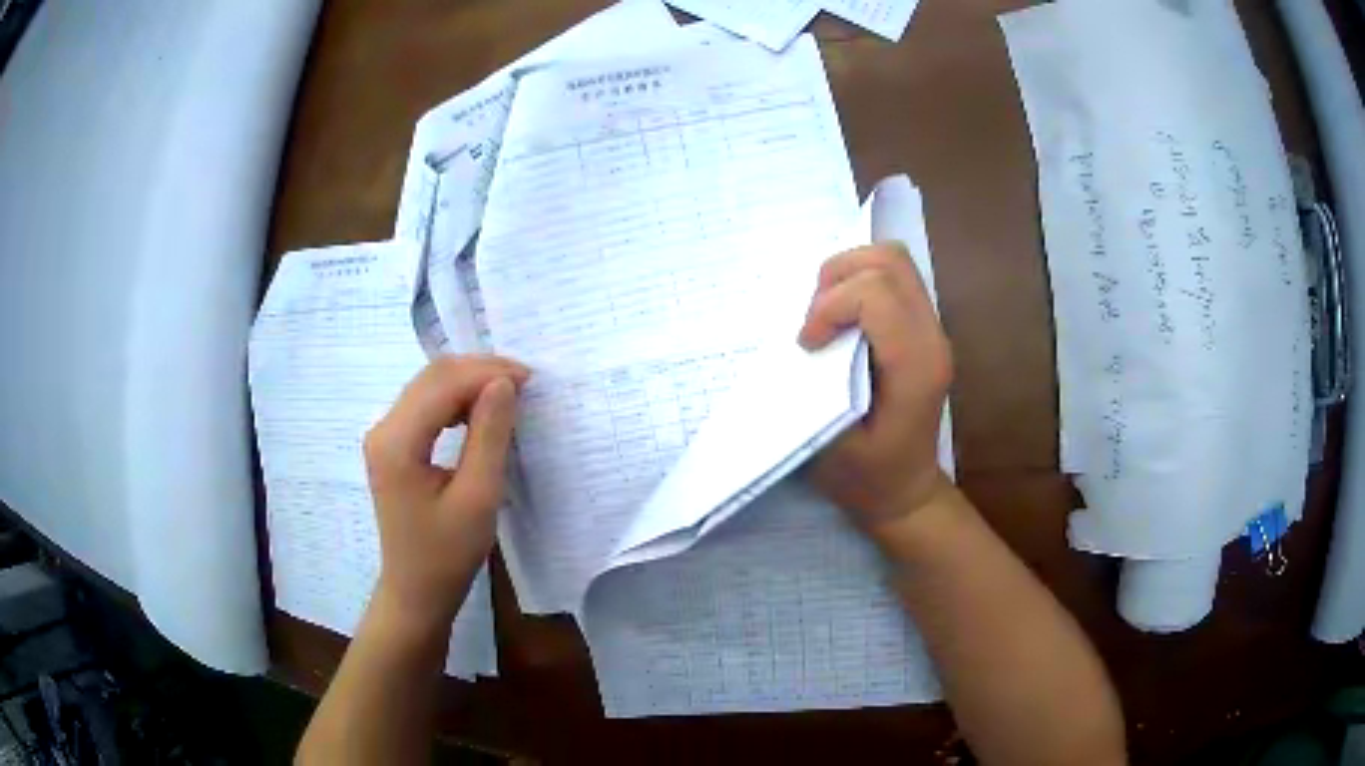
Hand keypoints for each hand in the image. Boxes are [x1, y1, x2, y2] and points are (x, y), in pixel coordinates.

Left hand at [362, 355, 529, 629]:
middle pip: (432, 377)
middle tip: (525, 383)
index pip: (443, 384)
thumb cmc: (448, 554)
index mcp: (397, 442)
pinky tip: (479, 413)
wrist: (416, 590)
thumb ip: (489, 436)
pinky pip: (425, 404)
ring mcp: (384, 435)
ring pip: (428, 386)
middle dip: (480, 371)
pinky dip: (455, 400)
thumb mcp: (478, 498)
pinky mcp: (392, 444)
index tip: (531, 380)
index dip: (487, 373)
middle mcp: (383, 428)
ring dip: (468, 382)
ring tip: (508, 395)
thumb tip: (504, 383)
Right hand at [799, 243, 952, 527]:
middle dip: (838, 278)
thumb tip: (798, 341)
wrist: (905, 491)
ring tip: (827, 317)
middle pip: (889, 260)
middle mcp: (932, 338)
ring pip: (893, 261)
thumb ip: (817, 387)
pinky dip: (858, 285)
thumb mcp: (830, 443)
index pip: (876, 293)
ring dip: (848, 276)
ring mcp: (932, 329)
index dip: (830, 307)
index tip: (808, 345)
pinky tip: (843, 322)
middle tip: (816, 321)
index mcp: (915, 366)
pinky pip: (893, 279)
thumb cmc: (867, 477)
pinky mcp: (922, 329)